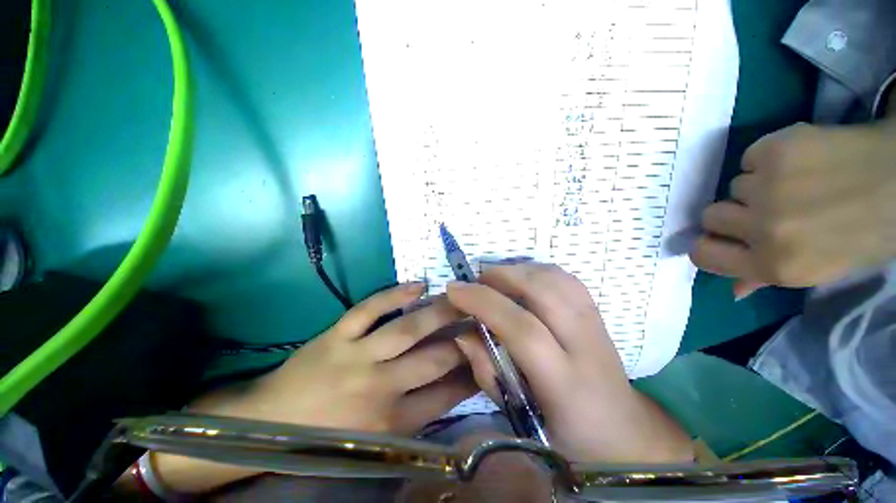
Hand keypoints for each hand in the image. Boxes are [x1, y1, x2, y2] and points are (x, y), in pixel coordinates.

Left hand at [198, 282, 475, 432]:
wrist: (270, 425)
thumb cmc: (328, 440)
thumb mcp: (378, 441)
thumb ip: (418, 414)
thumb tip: (456, 386)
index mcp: (391, 422)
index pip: (446, 394)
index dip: (472, 374)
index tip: (488, 357)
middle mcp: (380, 388)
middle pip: (434, 358)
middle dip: (464, 339)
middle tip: (483, 321)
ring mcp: (356, 357)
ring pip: (407, 329)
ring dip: (439, 312)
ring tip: (461, 299)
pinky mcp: (336, 335)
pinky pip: (370, 309)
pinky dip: (394, 294)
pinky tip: (419, 285)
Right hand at [446, 264, 692, 463]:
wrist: (623, 430)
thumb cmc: (567, 433)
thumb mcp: (518, 414)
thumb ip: (486, 370)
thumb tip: (463, 331)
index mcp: (566, 383)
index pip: (522, 329)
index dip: (484, 303)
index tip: (454, 291)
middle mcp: (585, 345)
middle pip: (542, 291)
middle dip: (500, 277)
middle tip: (473, 282)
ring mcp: (595, 323)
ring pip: (554, 277)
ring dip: (516, 270)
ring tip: (493, 279)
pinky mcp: (597, 312)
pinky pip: (564, 277)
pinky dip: (536, 270)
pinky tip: (521, 279)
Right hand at [691, 119, 895, 297]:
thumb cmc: (865, 234)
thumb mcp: (820, 269)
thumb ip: (769, 277)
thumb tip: (734, 291)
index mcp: (775, 265)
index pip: (703, 254)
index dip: (709, 245)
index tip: (722, 238)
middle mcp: (765, 229)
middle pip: (711, 215)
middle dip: (734, 212)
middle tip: (766, 207)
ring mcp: (769, 187)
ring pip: (735, 185)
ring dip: (759, 185)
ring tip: (798, 181)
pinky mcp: (776, 150)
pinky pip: (750, 157)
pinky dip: (769, 158)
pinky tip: (801, 158)